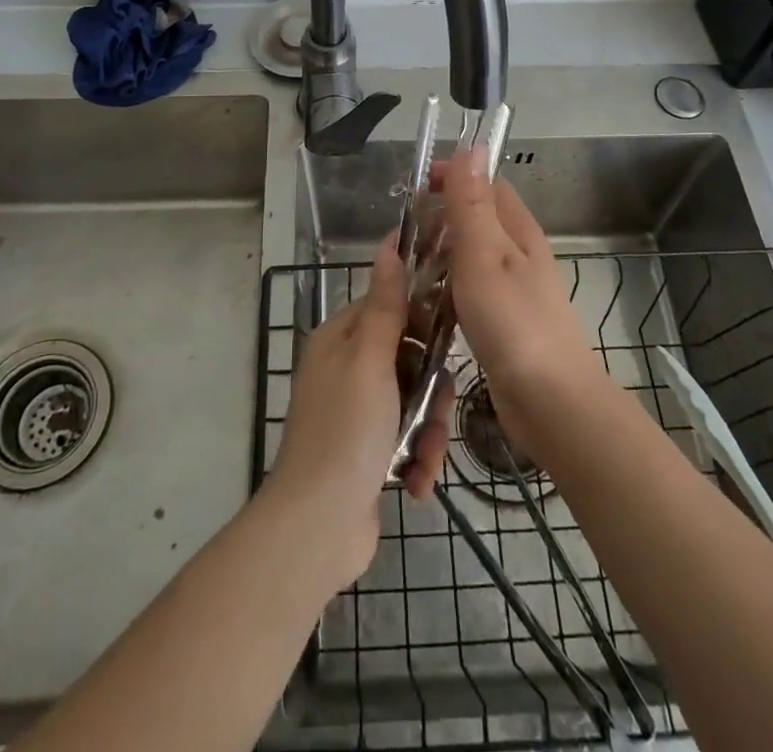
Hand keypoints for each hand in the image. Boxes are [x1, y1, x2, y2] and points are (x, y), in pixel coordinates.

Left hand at [266, 237, 450, 587]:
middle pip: (409, 359)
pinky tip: (415, 485)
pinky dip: (415, 460)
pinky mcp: (368, 451)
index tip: (455, 330)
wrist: (317, 528)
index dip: (423, 318)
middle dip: (431, 391)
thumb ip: (386, 305)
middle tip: (438, 413)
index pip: (390, 306)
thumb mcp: (369, 360)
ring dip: (427, 433)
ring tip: (424, 463)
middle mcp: (346, 369)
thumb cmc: (345, 431)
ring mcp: (357, 412)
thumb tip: (389, 244)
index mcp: (340, 340)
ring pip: (414, 402)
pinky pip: (406, 439)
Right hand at [436, 149, 607, 460]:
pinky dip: (448, 287)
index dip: (453, 176)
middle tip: (404, 234)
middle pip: (477, 218)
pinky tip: (427, 304)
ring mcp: (513, 288)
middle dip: (441, 216)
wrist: (551, 402)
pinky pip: (471, 289)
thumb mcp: (484, 254)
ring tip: (407, 268)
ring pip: (471, 255)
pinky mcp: (504, 320)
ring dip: (441, 253)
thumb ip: (473, 203)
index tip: (414, 187)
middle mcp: (519, 253)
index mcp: (518, 230)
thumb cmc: (513, 322)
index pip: (486, 184)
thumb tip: (472, 147)